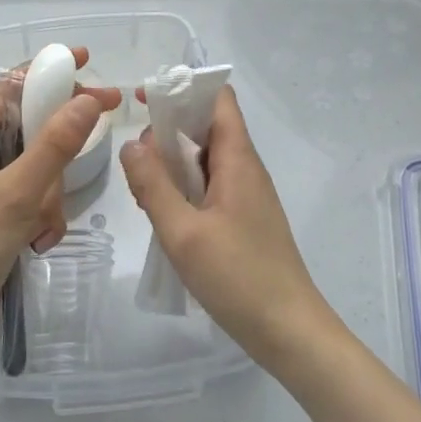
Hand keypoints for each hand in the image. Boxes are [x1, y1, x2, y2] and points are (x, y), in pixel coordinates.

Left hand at [0, 47, 121, 368]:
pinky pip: (31, 206)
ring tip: (40, 226)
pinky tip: (37, 245)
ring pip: (35, 174)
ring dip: (48, 197)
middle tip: (97, 133)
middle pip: (29, 132)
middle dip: (56, 151)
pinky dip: (41, 220)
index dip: (45, 71)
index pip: (8, 90)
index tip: (86, 61)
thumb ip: (55, 145)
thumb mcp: (17, 192)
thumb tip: (87, 99)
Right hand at [120, 86, 333, 370]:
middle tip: (136, 161)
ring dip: (173, 165)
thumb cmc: (238, 277)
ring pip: (205, 160)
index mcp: (238, 160)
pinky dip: (184, 189)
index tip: (144, 100)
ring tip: (143, 191)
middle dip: (168, 132)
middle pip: (207, 128)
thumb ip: (153, 185)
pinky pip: (210, 187)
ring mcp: (246, 196)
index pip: (218, 99)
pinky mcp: (243, 220)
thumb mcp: (183, 232)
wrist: (289, 332)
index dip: (183, 90)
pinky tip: (163, 215)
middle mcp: (245, 169)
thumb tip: (131, 144)